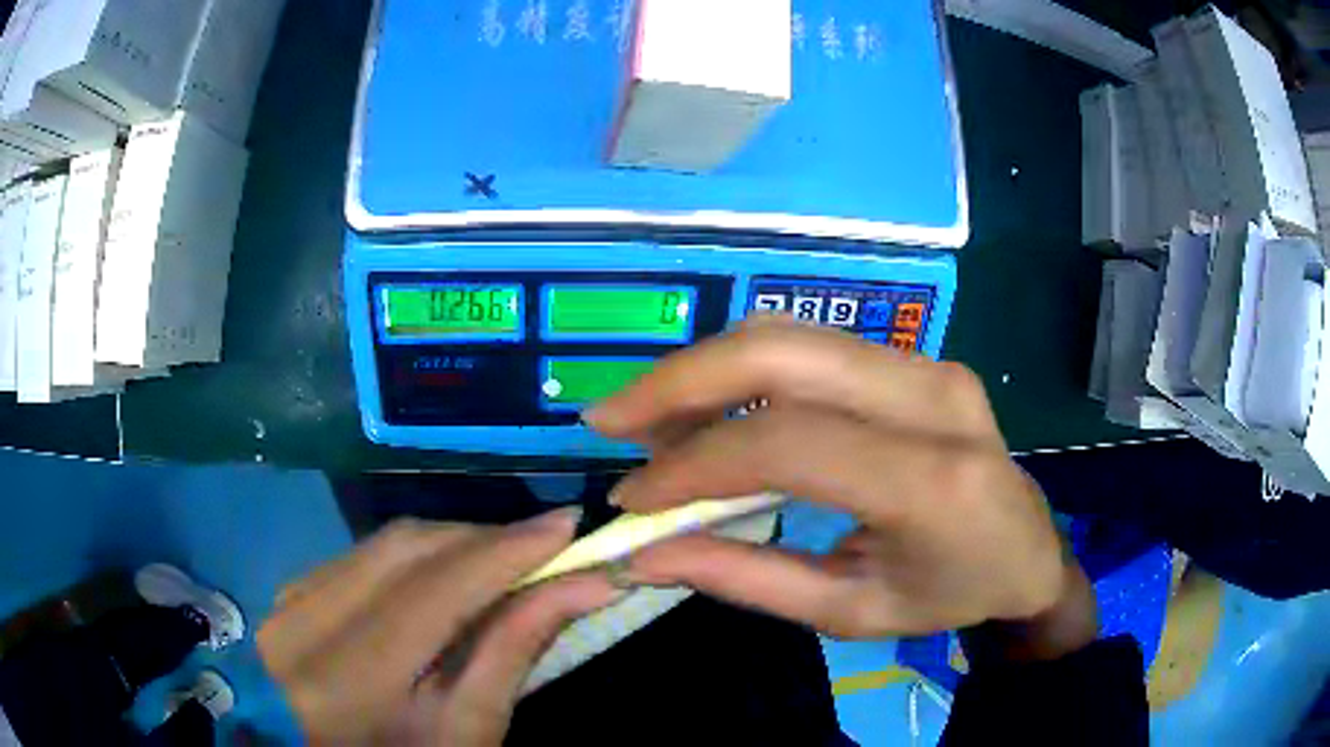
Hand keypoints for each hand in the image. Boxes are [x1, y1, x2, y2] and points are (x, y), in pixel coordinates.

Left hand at [258, 510, 621, 744]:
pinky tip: (451, 567)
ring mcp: (291, 600)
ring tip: (509, 556)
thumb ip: (511, 654)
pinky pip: (364, 552)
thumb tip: (579, 588)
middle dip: (486, 538)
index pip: (435, 589)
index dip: (505, 551)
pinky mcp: (292, 591)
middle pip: (408, 548)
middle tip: (549, 543)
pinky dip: (418, 551)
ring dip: (455, 541)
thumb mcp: (467, 731)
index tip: (570, 525)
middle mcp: (307, 621)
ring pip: (385, 542)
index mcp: (350, 677)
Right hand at [586, 318, 1090, 650]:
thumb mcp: (850, 613)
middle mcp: (935, 400)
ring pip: (791, 335)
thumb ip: (747, 578)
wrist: (1029, 552)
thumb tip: (646, 553)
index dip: (693, 464)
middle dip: (679, 380)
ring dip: (706, 370)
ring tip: (651, 420)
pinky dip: (746, 371)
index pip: (787, 443)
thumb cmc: (950, 596)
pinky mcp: (922, 358)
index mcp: (931, 482)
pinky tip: (712, 407)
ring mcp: (932, 365)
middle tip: (608, 420)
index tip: (631, 499)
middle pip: (782, 353)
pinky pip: (815, 347)